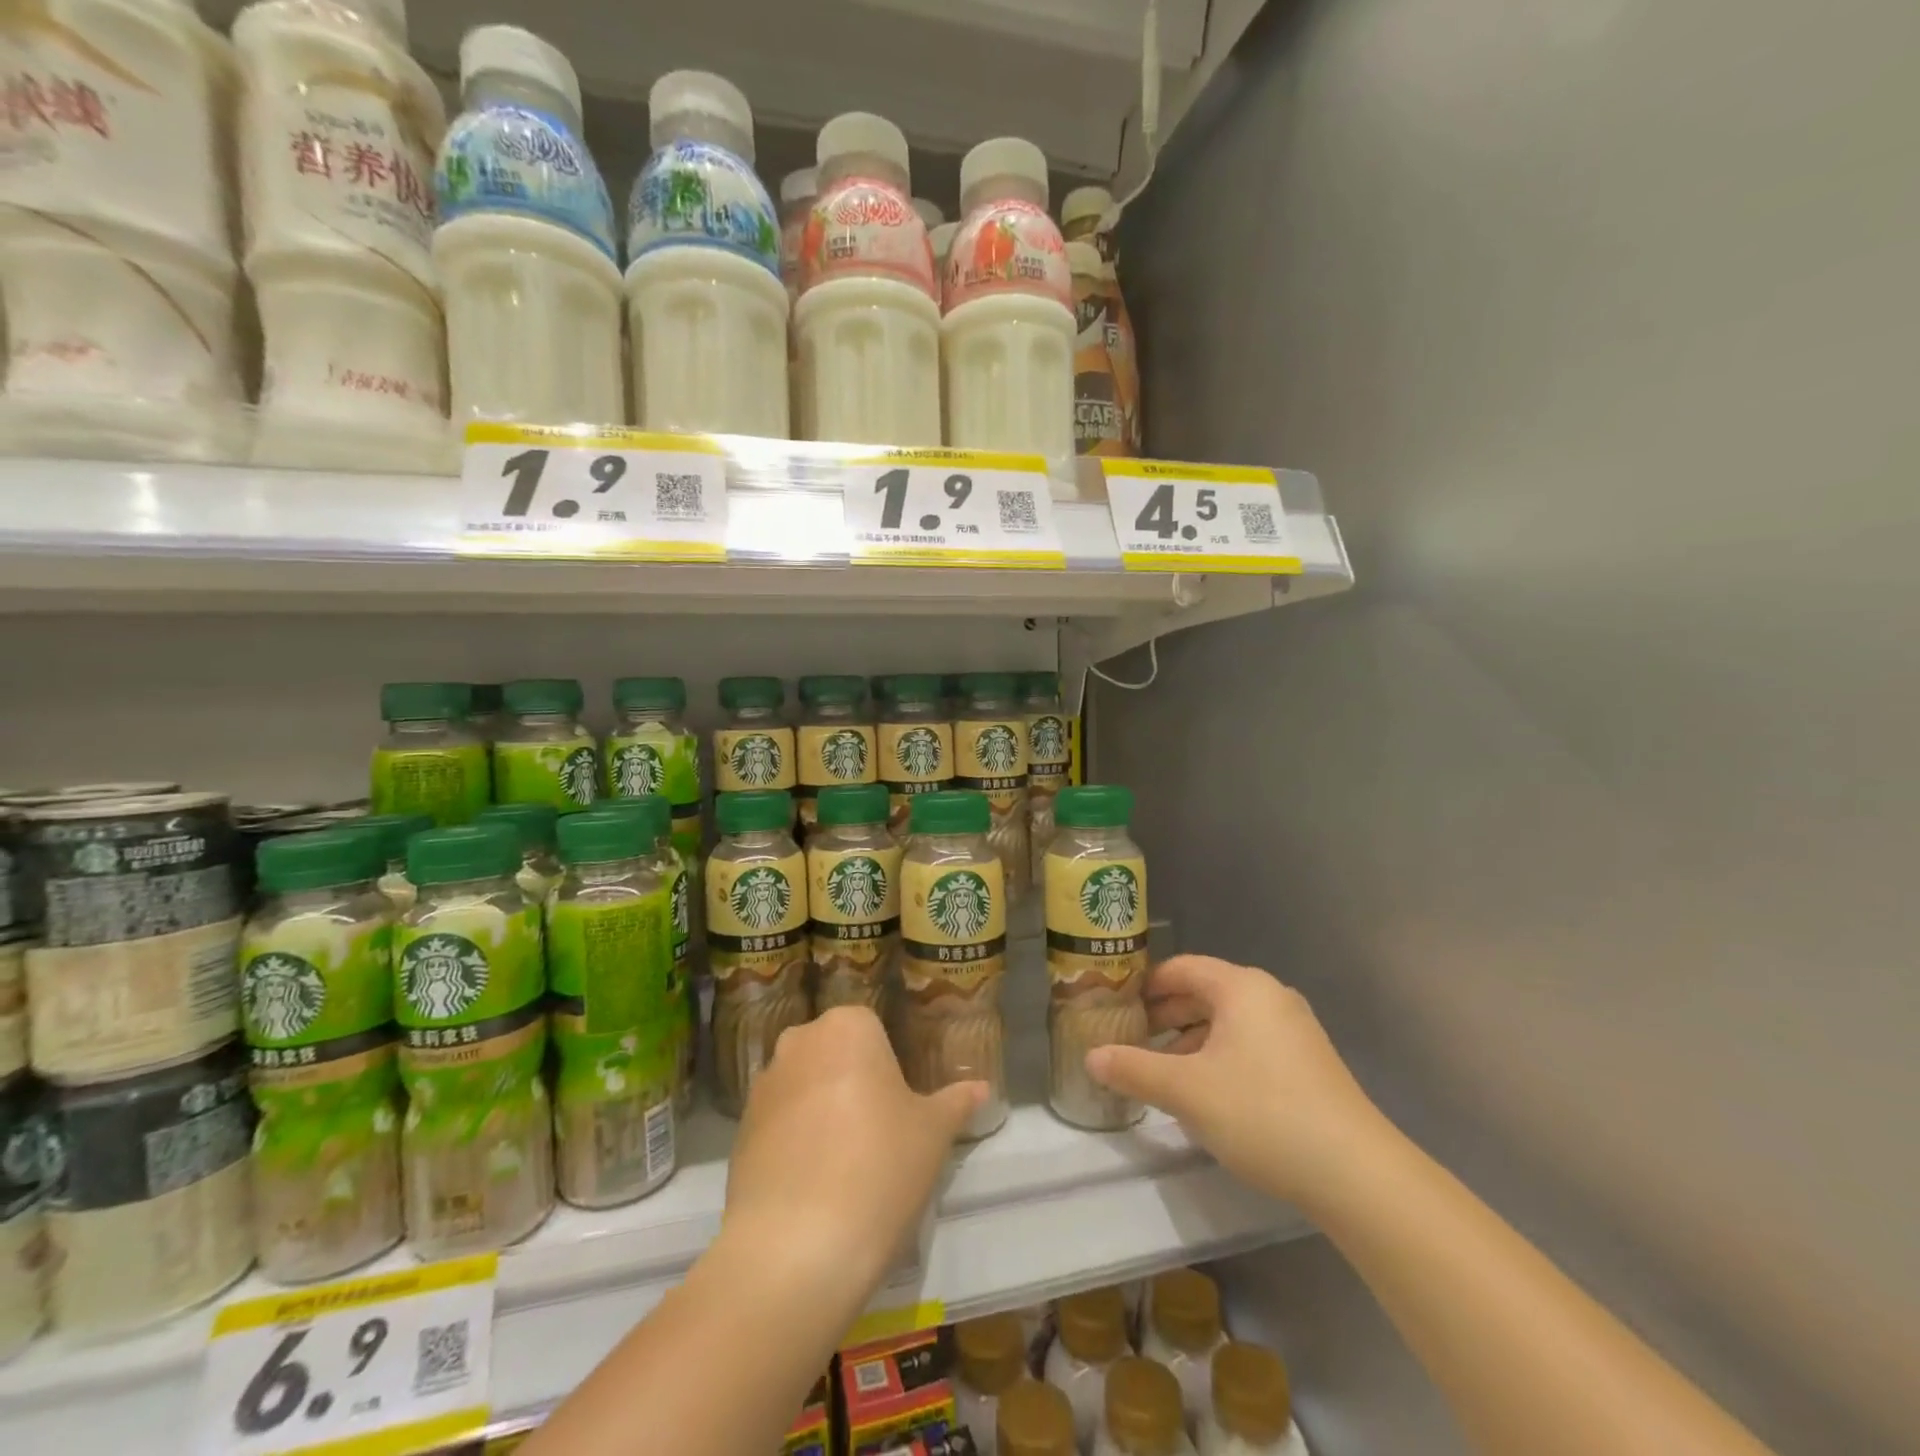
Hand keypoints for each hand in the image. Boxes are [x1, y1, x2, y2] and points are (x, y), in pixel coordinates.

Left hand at [724, 1006, 984, 1292]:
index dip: (891, 1068)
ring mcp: (763, 1086)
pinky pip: (779, 1125)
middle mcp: (799, 1042)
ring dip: (822, 1112)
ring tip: (846, 1166)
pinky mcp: (739, 1132)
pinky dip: (795, 1144)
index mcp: (847, 1026)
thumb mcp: (933, 1133)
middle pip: (836, 1055)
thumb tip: (982, 1088)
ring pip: (805, 1088)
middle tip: (880, 1133)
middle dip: (854, 1083)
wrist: (795, 1247)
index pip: (874, 1030)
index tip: (903, 1106)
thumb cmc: (879, 1167)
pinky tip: (814, 1186)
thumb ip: (956, 1103)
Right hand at [1085, 955, 1391, 1208]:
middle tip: (1132, 1043)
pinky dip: (1221, 1058)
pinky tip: (1208, 1096)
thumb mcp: (1186, 1091)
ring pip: (1228, 1022)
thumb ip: (1134, 1069)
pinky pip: (1251, 1044)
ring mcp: (1295, 1029)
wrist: (1357, 1174)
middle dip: (1165, 1017)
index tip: (1117, 1009)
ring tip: (1163, 1074)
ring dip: (1191, 1041)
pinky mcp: (1309, 1063)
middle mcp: (1270, 996)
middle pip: (1204, 993)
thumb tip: (1091, 1057)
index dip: (1145, 987)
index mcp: (1241, 987)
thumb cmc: (1262, 1113)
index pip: (1181, 968)